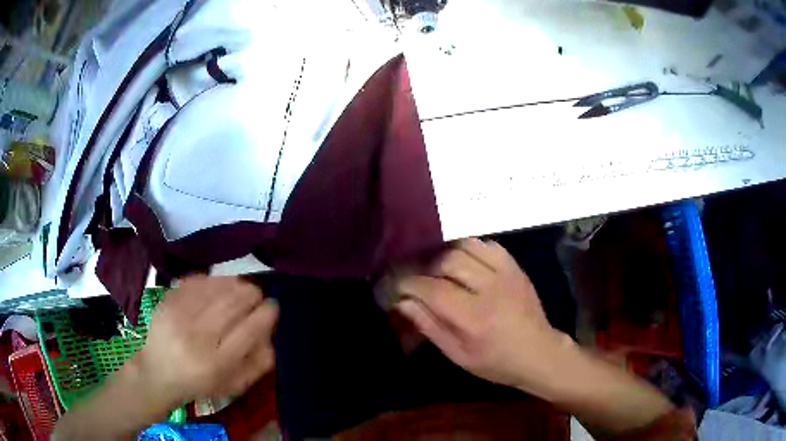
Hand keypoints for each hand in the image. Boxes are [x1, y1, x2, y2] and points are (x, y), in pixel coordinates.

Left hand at [136, 275, 278, 408]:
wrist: (157, 373)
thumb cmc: (199, 383)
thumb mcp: (233, 385)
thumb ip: (257, 363)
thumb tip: (271, 334)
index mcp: (216, 363)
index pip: (249, 330)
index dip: (266, 313)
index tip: (273, 306)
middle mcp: (196, 337)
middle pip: (233, 304)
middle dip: (252, 295)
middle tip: (257, 296)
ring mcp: (178, 316)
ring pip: (216, 288)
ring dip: (235, 284)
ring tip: (241, 289)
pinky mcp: (167, 301)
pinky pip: (196, 281)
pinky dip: (213, 280)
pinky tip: (219, 286)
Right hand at [394, 238, 571, 389]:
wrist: (538, 352)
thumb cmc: (495, 361)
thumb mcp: (458, 354)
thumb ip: (429, 326)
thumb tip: (403, 302)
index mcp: (474, 318)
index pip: (432, 289)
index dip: (409, 284)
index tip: (398, 286)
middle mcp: (490, 289)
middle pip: (447, 261)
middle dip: (425, 266)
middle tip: (418, 277)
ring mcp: (506, 273)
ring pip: (466, 246)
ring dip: (446, 253)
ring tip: (438, 267)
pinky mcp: (515, 267)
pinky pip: (487, 244)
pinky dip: (470, 248)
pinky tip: (464, 261)